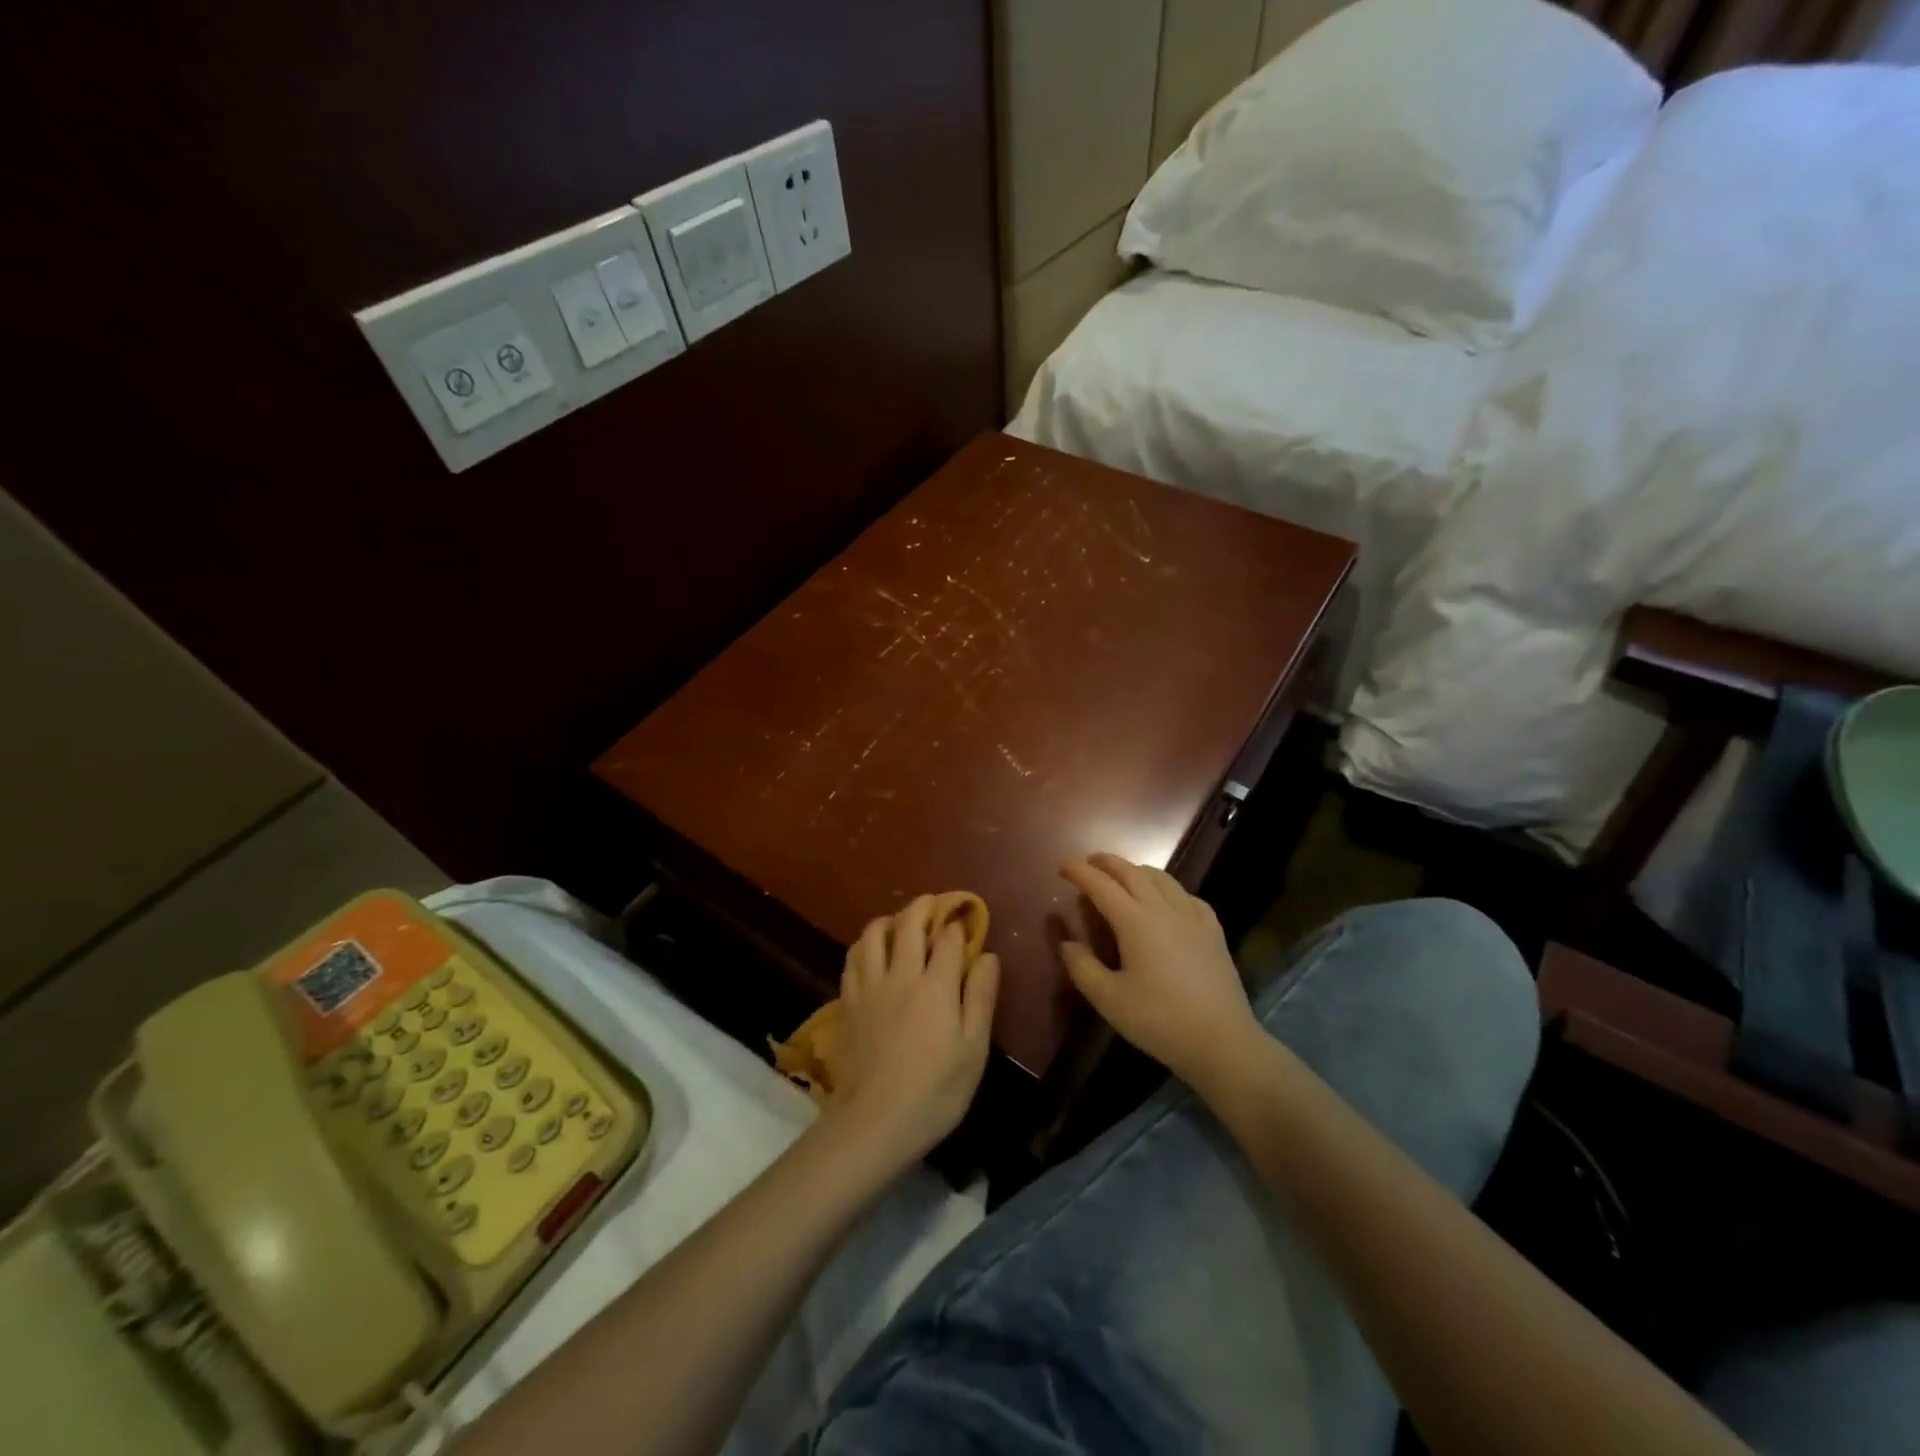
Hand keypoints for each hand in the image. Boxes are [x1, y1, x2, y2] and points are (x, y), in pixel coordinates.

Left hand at [828, 895, 1000, 1167]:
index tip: (965, 920)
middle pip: (908, 924)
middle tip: (933, 905)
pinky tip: (872, 953)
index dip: (958, 925)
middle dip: (923, 907)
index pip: (949, 939)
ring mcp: (870, 986)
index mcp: (936, 985)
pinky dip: (865, 945)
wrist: (877, 1121)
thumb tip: (988, 955)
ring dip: (890, 920)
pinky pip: (853, 958)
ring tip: (900, 924)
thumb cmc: (937, 1090)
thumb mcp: (974, 1048)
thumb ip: (981, 997)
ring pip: (874, 933)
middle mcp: (901, 975)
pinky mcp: (848, 1001)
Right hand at [1059, 853, 1259, 1087]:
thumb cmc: (1160, 1021)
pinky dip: (1168, 889)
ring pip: (1162, 878)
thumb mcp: (1109, 1000)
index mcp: (1135, 922)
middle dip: (1107, 862)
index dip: (1080, 872)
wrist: (1222, 1041)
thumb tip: (1066, 943)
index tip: (1063, 866)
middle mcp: (1163, 909)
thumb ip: (1082, 968)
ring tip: (1124, 877)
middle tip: (1090, 863)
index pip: (1101, 885)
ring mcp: (1193, 918)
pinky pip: (1187, 896)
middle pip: (1132, 872)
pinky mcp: (1213, 932)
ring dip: (1137, 870)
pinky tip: (1167, 901)